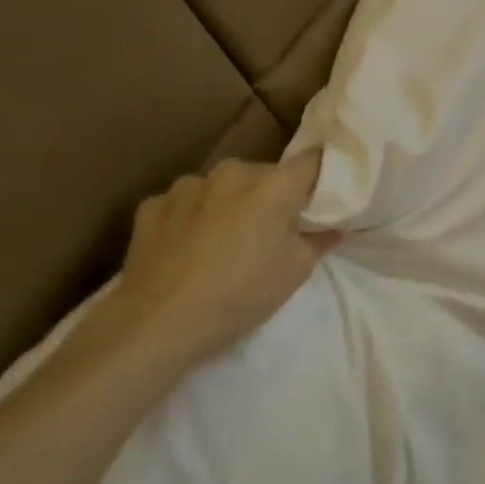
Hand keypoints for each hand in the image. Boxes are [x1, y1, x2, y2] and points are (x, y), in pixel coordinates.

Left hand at [89, 154, 339, 378]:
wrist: (159, 322)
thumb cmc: (241, 294)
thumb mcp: (296, 272)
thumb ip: (319, 241)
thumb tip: (332, 228)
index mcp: (274, 185)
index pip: (312, 161)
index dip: (321, 176)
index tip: (323, 196)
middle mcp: (232, 173)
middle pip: (265, 174)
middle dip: (273, 195)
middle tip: (275, 230)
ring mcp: (187, 186)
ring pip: (222, 187)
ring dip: (231, 204)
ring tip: (226, 240)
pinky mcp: (152, 205)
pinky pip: (185, 204)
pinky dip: (193, 218)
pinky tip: (189, 248)